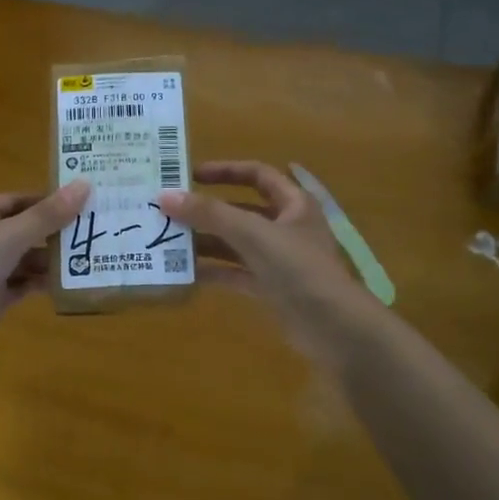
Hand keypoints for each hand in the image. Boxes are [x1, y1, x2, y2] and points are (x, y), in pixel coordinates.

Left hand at [0, 180, 91, 370]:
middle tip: (100, 231)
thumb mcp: (8, 237)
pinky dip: (45, 283)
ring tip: (94, 258)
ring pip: (29, 259)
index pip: (23, 200)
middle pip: (29, 229)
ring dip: (56, 260)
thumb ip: (47, 215)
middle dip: (60, 232)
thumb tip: (85, 185)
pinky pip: (26, 284)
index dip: (53, 200)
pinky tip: (72, 283)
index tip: (89, 202)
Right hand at [159, 161, 377, 362]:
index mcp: (293, 204)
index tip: (190, 175)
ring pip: (236, 243)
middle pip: (241, 211)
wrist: (334, 328)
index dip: (225, 171)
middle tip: (169, 211)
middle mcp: (286, 227)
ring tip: (168, 241)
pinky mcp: (271, 288)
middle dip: (207, 211)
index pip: (257, 175)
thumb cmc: (299, 269)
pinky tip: (184, 273)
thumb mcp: (253, 234)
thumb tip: (165, 196)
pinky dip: (213, 271)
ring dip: (206, 242)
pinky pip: (236, 273)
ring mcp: (279, 260)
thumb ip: (210, 214)